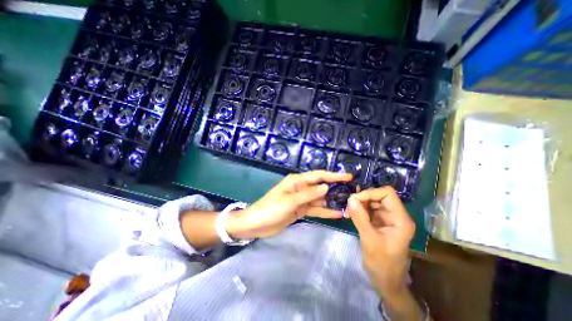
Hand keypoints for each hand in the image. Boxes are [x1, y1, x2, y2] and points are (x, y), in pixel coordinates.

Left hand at [228, 171, 353, 237]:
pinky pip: (315, 209)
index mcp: (296, 181)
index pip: (318, 176)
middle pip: (320, 187)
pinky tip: (337, 214)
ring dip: (332, 201)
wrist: (256, 224)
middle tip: (352, 192)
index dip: (333, 175)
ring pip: (319, 199)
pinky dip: (325, 211)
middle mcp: (300, 188)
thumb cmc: (270, 209)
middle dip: (335, 189)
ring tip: (348, 204)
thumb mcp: (289, 201)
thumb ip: (308, 194)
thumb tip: (326, 187)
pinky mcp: (300, 210)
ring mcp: (301, 200)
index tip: (348, 176)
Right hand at [344, 187, 415, 297]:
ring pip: (372, 201)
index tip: (355, 199)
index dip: (371, 193)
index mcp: (400, 219)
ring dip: (359, 203)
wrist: (385, 280)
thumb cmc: (381, 263)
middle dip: (363, 197)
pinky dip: (359, 208)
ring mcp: (387, 217)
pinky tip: (350, 213)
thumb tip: (351, 199)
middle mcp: (395, 215)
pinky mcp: (379, 221)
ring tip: (348, 210)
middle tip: (349, 204)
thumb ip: (360, 218)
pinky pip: (368, 208)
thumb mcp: (369, 240)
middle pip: (379, 195)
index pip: (387, 194)